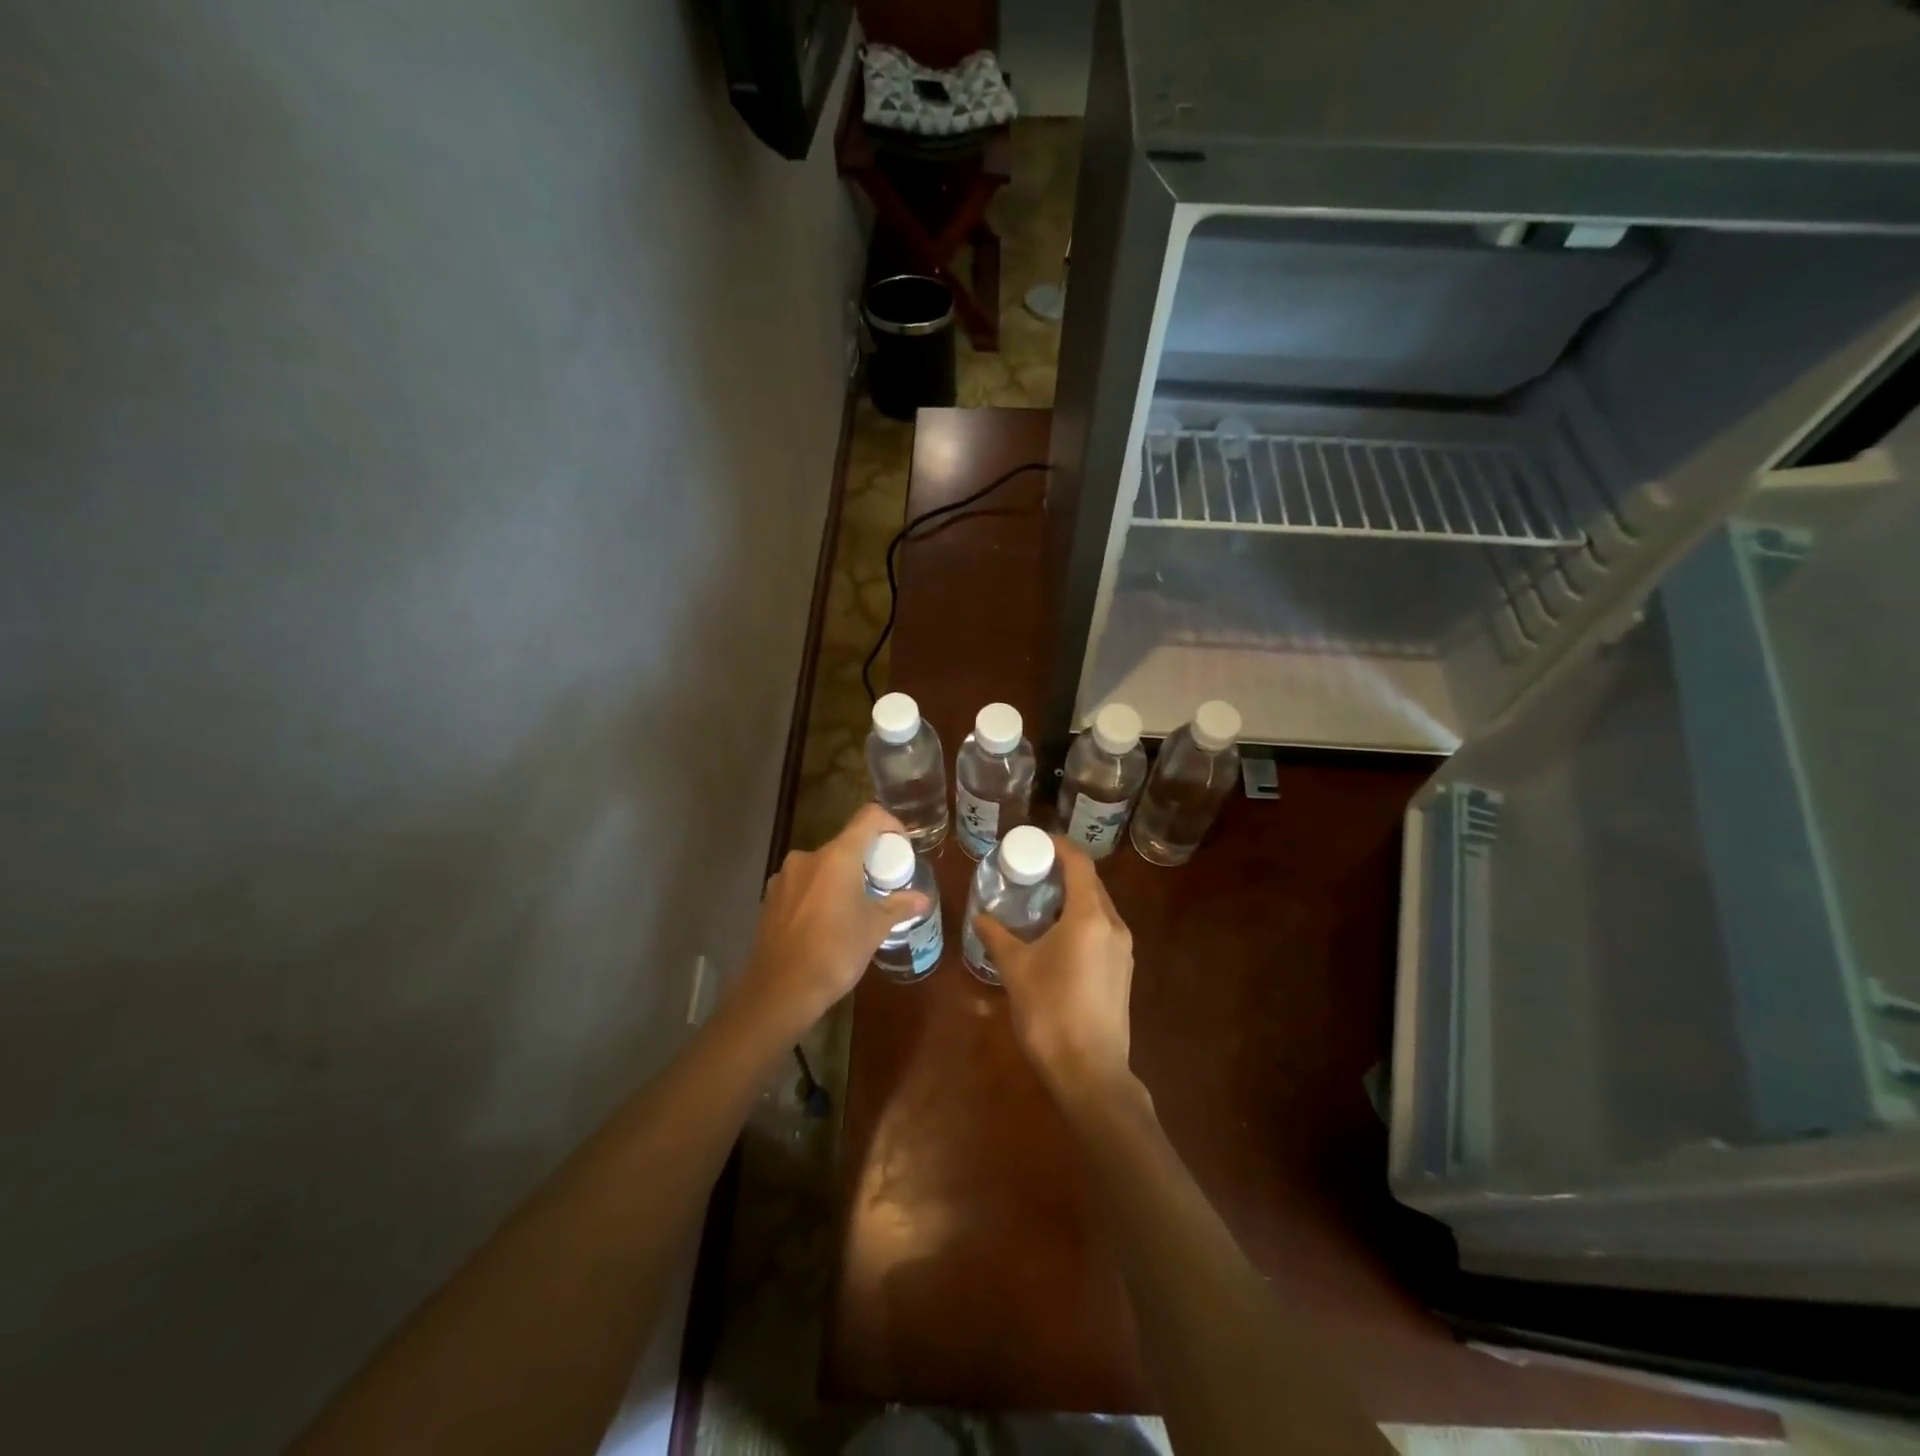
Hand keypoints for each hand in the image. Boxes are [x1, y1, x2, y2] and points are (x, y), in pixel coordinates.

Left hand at [736, 803, 931, 1035]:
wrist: (780, 991)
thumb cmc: (835, 952)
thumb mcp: (874, 929)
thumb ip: (899, 906)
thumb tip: (923, 898)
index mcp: (837, 856)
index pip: (869, 817)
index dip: (890, 824)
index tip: (901, 847)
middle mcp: (808, 857)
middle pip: (845, 844)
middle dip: (866, 860)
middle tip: (882, 886)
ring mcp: (784, 877)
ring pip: (822, 866)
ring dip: (841, 878)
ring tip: (854, 907)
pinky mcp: (770, 898)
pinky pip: (803, 884)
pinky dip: (819, 893)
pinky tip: (825, 923)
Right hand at [972, 836, 1137, 1111]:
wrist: (1090, 1072)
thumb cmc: (1050, 1012)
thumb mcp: (1016, 970)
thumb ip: (997, 937)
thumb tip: (980, 917)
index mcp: (1089, 917)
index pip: (1079, 863)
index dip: (1058, 846)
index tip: (1034, 842)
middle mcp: (1113, 925)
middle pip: (1091, 883)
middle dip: (1063, 871)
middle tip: (1030, 871)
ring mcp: (1123, 950)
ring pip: (1098, 908)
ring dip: (1072, 897)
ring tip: (1039, 901)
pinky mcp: (1122, 971)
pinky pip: (1102, 930)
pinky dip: (1080, 920)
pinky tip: (1056, 936)